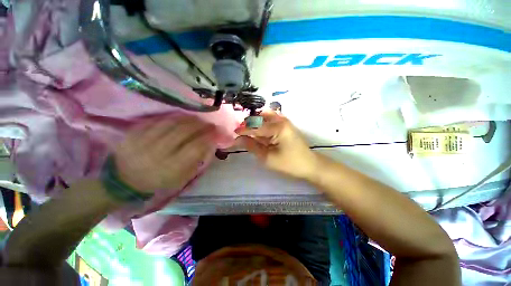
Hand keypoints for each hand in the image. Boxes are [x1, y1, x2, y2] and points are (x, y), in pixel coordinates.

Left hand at [113, 116, 217, 193]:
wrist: (122, 182)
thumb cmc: (157, 183)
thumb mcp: (180, 179)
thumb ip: (196, 161)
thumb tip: (209, 144)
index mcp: (171, 167)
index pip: (196, 147)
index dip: (209, 137)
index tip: (217, 132)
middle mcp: (159, 152)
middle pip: (185, 131)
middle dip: (201, 125)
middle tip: (210, 124)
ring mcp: (144, 141)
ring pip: (172, 123)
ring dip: (189, 119)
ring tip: (198, 119)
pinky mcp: (134, 133)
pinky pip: (157, 120)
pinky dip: (173, 117)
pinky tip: (180, 118)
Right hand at [236, 110, 318, 179]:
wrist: (309, 165)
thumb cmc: (289, 164)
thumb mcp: (268, 157)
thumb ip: (252, 146)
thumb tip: (238, 139)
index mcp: (277, 127)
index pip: (255, 127)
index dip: (242, 131)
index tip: (233, 134)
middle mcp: (281, 120)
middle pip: (259, 119)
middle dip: (248, 125)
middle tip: (240, 135)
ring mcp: (285, 121)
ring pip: (264, 118)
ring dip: (255, 124)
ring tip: (248, 133)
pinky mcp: (286, 125)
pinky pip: (271, 120)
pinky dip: (263, 125)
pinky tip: (259, 132)